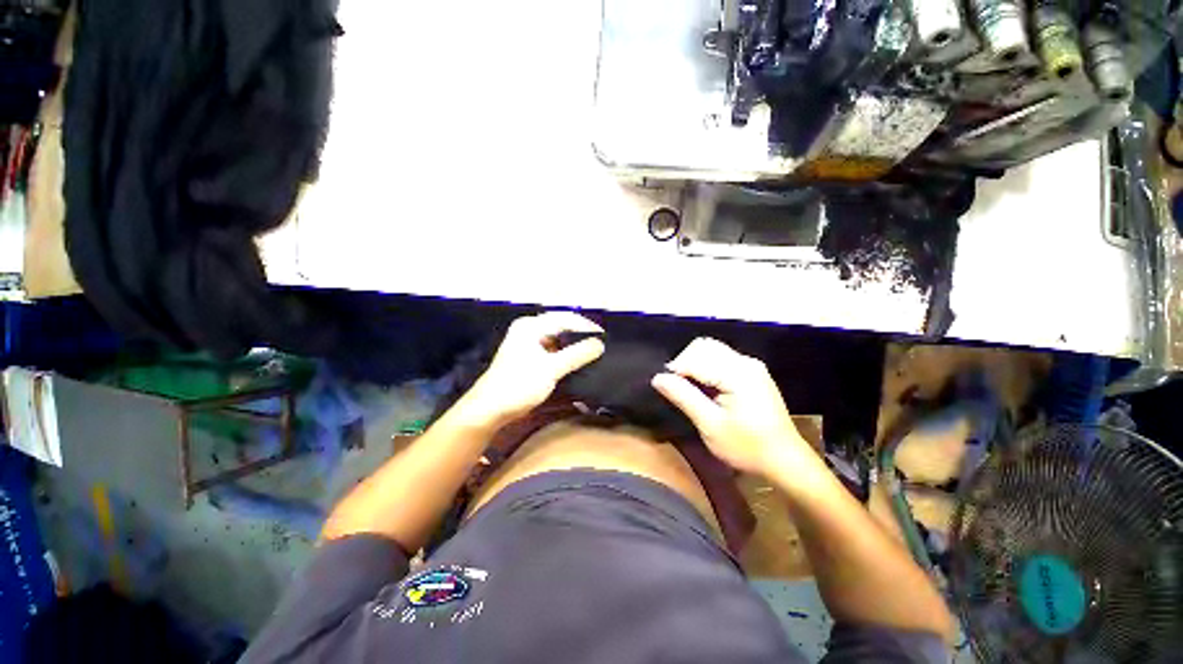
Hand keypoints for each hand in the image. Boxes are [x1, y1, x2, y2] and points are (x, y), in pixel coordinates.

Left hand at [464, 312, 604, 425]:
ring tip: (592, 352)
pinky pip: (552, 348)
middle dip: (580, 334)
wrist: (490, 409)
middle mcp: (529, 329)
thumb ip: (577, 354)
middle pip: (561, 326)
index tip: (604, 338)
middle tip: (599, 344)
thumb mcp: (551, 369)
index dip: (586, 326)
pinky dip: (565, 353)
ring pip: (557, 338)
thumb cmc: (519, 385)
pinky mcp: (529, 356)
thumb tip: (600, 344)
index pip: (565, 318)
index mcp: (531, 326)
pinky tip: (576, 361)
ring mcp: (528, 342)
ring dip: (573, 344)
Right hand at [652, 338, 809, 475]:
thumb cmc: (747, 447)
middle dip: (684, 363)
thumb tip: (657, 378)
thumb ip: (683, 397)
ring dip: (694, 364)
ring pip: (712, 350)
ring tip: (689, 389)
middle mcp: (745, 362)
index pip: (695, 358)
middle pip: (704, 346)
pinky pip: (721, 359)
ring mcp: (751, 365)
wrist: (785, 460)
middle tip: (677, 388)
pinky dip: (706, 368)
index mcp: (737, 373)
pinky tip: (704, 388)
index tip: (665, 387)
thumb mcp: (710, 425)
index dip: (675, 370)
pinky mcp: (752, 372)